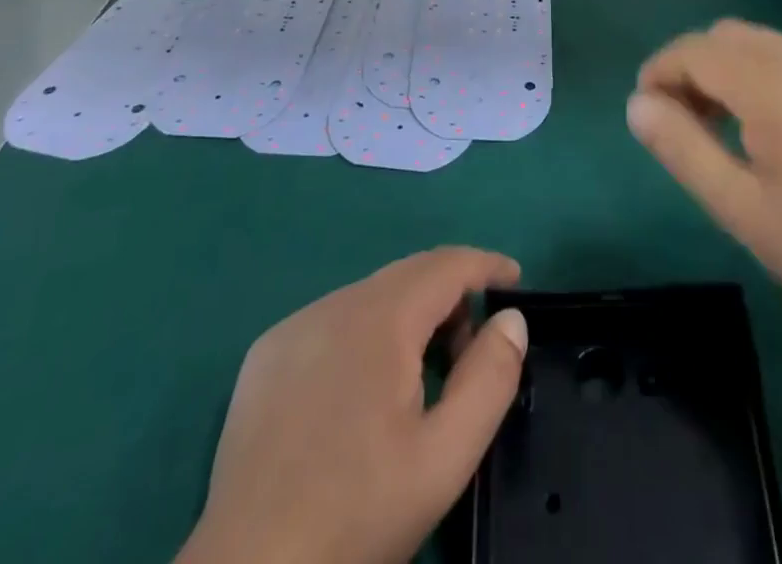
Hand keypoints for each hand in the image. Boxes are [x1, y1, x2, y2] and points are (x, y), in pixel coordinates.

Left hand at [181, 247, 527, 563]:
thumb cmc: (354, 517)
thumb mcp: (443, 459)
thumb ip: (488, 380)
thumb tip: (512, 319)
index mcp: (381, 318)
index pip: (447, 264)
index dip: (486, 265)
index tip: (516, 280)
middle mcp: (336, 304)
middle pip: (409, 274)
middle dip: (451, 296)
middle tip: (472, 350)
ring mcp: (294, 326)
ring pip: (370, 296)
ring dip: (408, 317)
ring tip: (419, 380)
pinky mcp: (265, 355)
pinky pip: (332, 321)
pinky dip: (365, 335)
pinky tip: (361, 396)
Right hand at [628, 20, 781, 334]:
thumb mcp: (740, 207)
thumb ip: (682, 148)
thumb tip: (637, 105)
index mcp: (773, 85)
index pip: (696, 50)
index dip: (660, 72)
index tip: (644, 112)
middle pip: (725, 36)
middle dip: (689, 67)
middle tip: (678, 122)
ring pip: (756, 43)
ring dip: (722, 69)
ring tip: (713, 128)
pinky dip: (755, 75)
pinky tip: (760, 128)